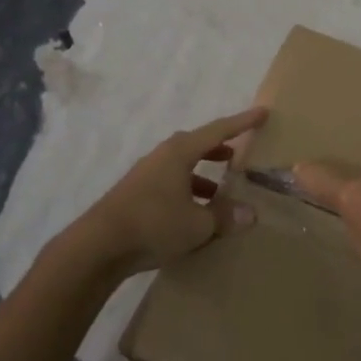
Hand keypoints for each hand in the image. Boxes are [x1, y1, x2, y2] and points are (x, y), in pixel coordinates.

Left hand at [76, 107, 267, 276]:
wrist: (97, 247)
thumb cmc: (154, 225)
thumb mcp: (198, 224)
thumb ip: (225, 216)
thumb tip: (251, 213)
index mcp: (180, 153)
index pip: (218, 131)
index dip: (242, 123)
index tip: (262, 113)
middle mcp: (162, 157)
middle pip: (197, 145)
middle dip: (219, 149)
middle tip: (239, 155)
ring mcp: (146, 175)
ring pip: (182, 167)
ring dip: (203, 175)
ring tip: (220, 191)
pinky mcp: (135, 195)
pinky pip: (170, 184)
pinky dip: (187, 192)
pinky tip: (193, 214)